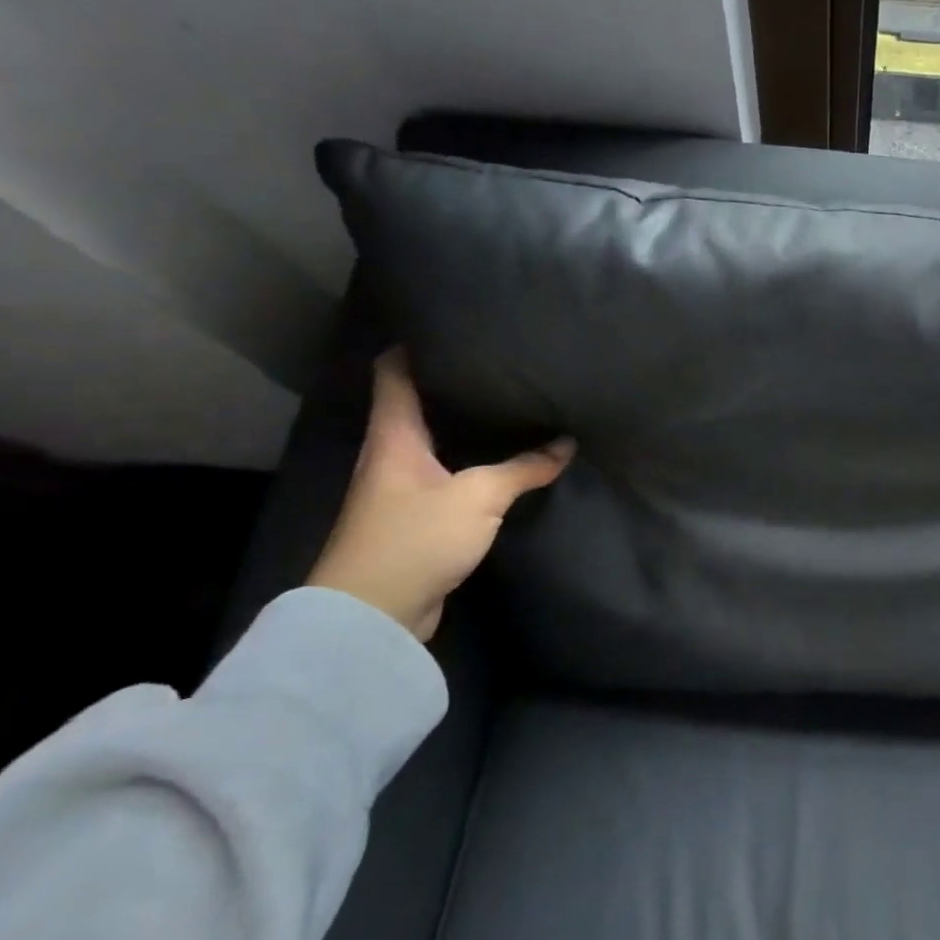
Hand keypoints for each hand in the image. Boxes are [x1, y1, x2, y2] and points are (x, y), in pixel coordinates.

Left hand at [307, 349, 573, 639]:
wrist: (373, 615)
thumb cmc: (415, 538)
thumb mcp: (478, 496)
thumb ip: (524, 468)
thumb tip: (566, 443)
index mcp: (393, 435)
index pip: (393, 373)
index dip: (414, 344)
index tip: (450, 324)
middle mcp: (391, 455)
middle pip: (418, 404)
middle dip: (453, 383)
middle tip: (500, 364)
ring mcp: (401, 489)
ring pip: (436, 441)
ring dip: (465, 426)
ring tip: (510, 406)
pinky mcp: (416, 519)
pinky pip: (447, 476)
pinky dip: (472, 463)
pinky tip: (502, 461)